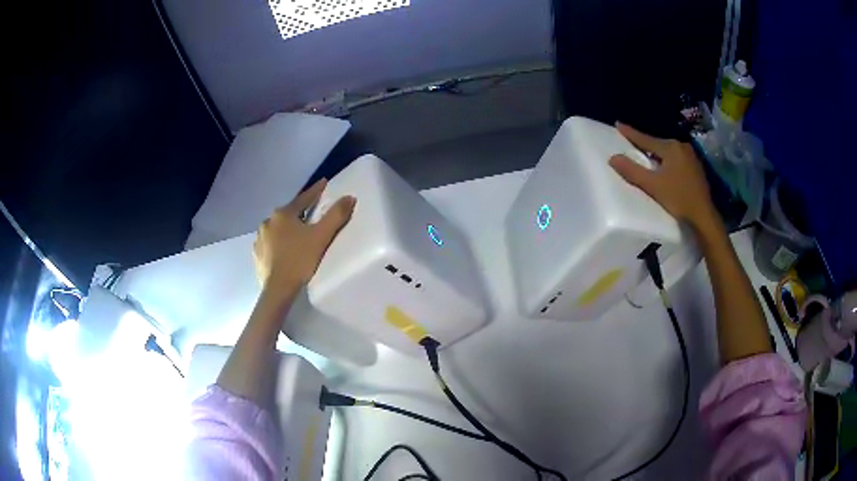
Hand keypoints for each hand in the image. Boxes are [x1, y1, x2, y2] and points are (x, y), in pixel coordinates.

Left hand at [253, 179, 355, 290]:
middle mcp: (268, 222)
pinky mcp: (257, 254)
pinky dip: (277, 243)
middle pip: (288, 213)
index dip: (315, 191)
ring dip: (286, 229)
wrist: (278, 288)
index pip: (304, 198)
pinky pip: (269, 243)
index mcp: (283, 214)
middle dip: (299, 212)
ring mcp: (260, 238)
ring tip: (295, 236)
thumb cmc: (300, 259)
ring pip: (277, 228)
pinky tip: (282, 251)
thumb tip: (349, 197)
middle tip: (310, 215)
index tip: (324, 182)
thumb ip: (336, 215)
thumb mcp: (321, 237)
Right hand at [609, 122, 716, 227]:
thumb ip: (632, 171)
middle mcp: (681, 146)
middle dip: (645, 144)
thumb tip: (612, 158)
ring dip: (657, 154)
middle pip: (658, 144)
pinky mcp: (696, 167)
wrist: (703, 215)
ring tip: (647, 156)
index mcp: (670, 147)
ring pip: (667, 151)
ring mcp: (691, 156)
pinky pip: (676, 158)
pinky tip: (664, 168)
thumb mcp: (652, 185)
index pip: (645, 139)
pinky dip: (667, 161)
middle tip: (631, 143)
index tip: (618, 124)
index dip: (630, 133)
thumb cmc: (678, 198)